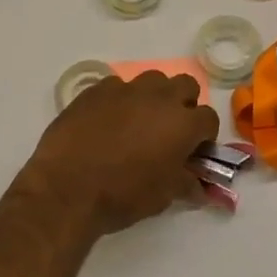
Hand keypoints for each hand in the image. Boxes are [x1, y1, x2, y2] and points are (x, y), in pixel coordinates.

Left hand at [24, 71, 220, 235]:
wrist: (67, 187)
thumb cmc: (122, 196)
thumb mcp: (162, 196)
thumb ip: (185, 182)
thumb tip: (199, 185)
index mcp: (182, 124)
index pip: (209, 118)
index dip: (204, 135)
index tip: (194, 150)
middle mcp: (159, 98)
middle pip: (186, 85)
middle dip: (184, 104)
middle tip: (170, 130)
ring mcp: (127, 89)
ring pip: (153, 80)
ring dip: (154, 97)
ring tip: (139, 122)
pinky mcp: (98, 89)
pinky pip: (118, 86)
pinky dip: (121, 100)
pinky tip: (107, 121)